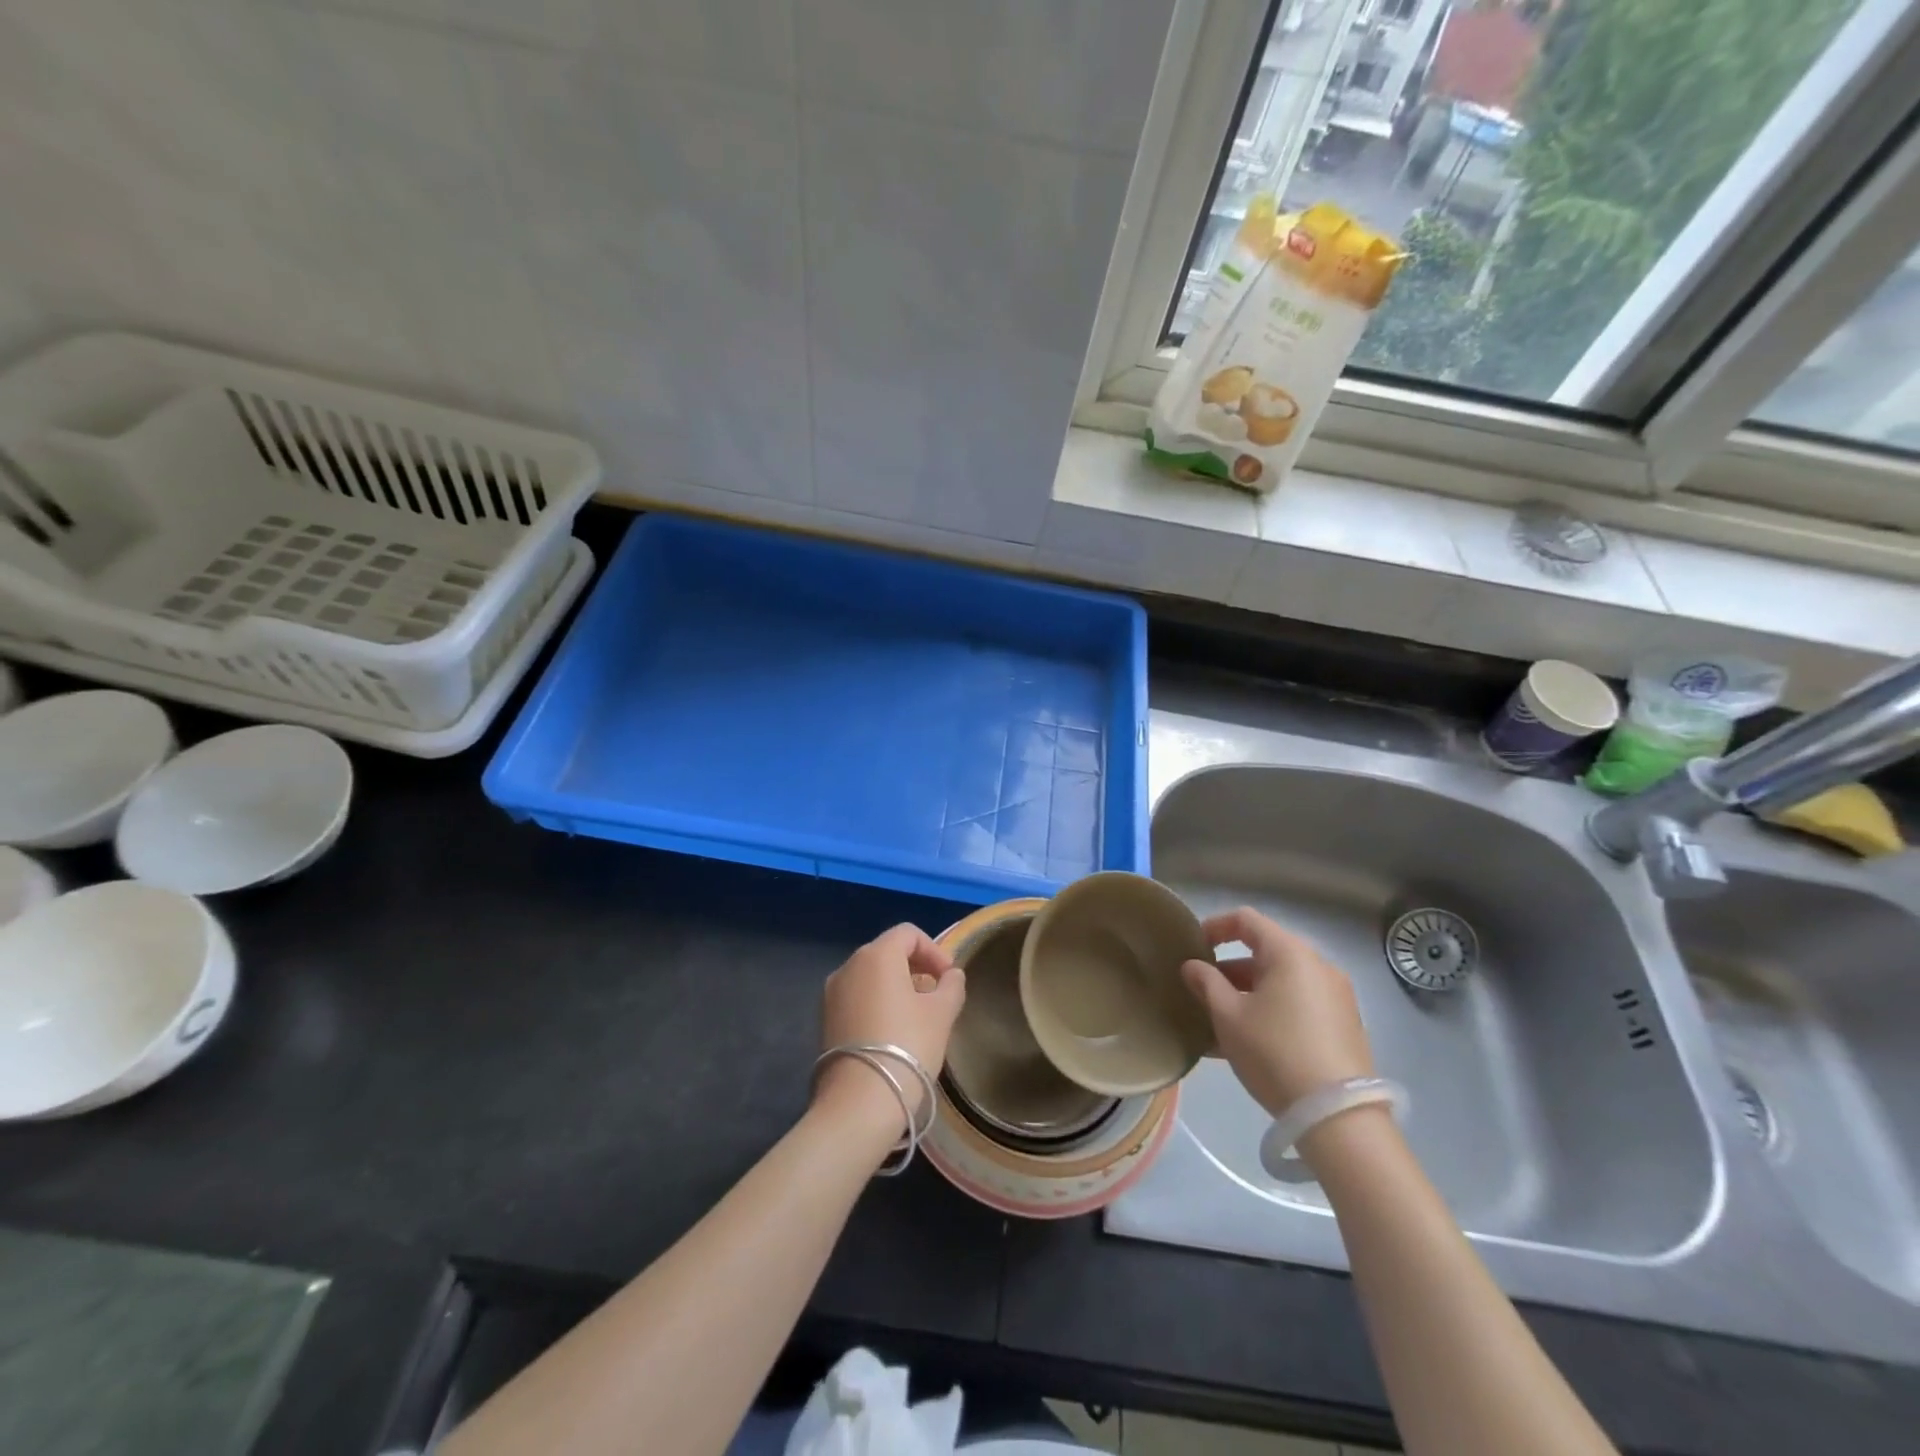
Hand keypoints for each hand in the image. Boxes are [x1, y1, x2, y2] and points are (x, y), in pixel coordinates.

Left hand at [813, 924, 966, 1137]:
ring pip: (870, 976)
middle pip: (887, 952)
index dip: (934, 950)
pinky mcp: (824, 1020)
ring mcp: (831, 993)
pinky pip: (857, 998)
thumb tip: (951, 975)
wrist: (859, 1103)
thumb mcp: (942, 1014)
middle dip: (916, 968)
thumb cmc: (907, 1047)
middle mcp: (848, 965)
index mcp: (876, 955)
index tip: (949, 978)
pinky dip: (877, 1003)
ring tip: (917, 1017)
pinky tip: (892, 1032)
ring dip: (896, 986)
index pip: (908, 934)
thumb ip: (951, 986)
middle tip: (937, 996)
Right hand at [1181, 907, 1372, 1117]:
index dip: (1214, 927)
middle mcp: (1318, 965)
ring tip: (1219, 1022)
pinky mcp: (1344, 1026)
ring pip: (1280, 982)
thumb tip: (1192, 966)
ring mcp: (1336, 996)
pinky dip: (1271, 1011)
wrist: (1338, 1117)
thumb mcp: (1228, 1016)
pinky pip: (1297, 1005)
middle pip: (1264, 952)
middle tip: (1202, 990)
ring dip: (1247, 993)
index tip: (1192, 948)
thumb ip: (1206, 983)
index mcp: (1290, 953)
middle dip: (1229, 968)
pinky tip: (1247, 1043)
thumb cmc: (1274, 1052)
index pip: (1246, 920)